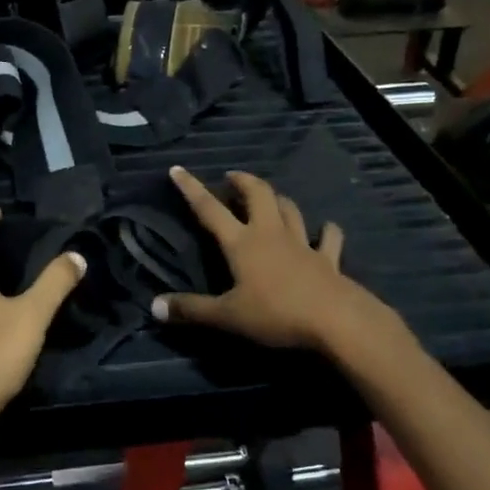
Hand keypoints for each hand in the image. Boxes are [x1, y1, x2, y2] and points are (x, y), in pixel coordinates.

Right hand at [154, 166, 400, 352]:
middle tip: (232, 177)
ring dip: (278, 199)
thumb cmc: (276, 314)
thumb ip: (191, 310)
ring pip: (289, 210)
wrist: (336, 321)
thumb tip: (153, 307)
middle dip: (243, 181)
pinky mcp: (328, 259)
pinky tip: (327, 228)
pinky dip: (327, 231)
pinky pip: (328, 239)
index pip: (210, 209)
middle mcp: (270, 234)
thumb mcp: (227, 316)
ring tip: (269, 197)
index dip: (192, 188)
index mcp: (241, 243)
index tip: (177, 169)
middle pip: (258, 195)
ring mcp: (302, 244)